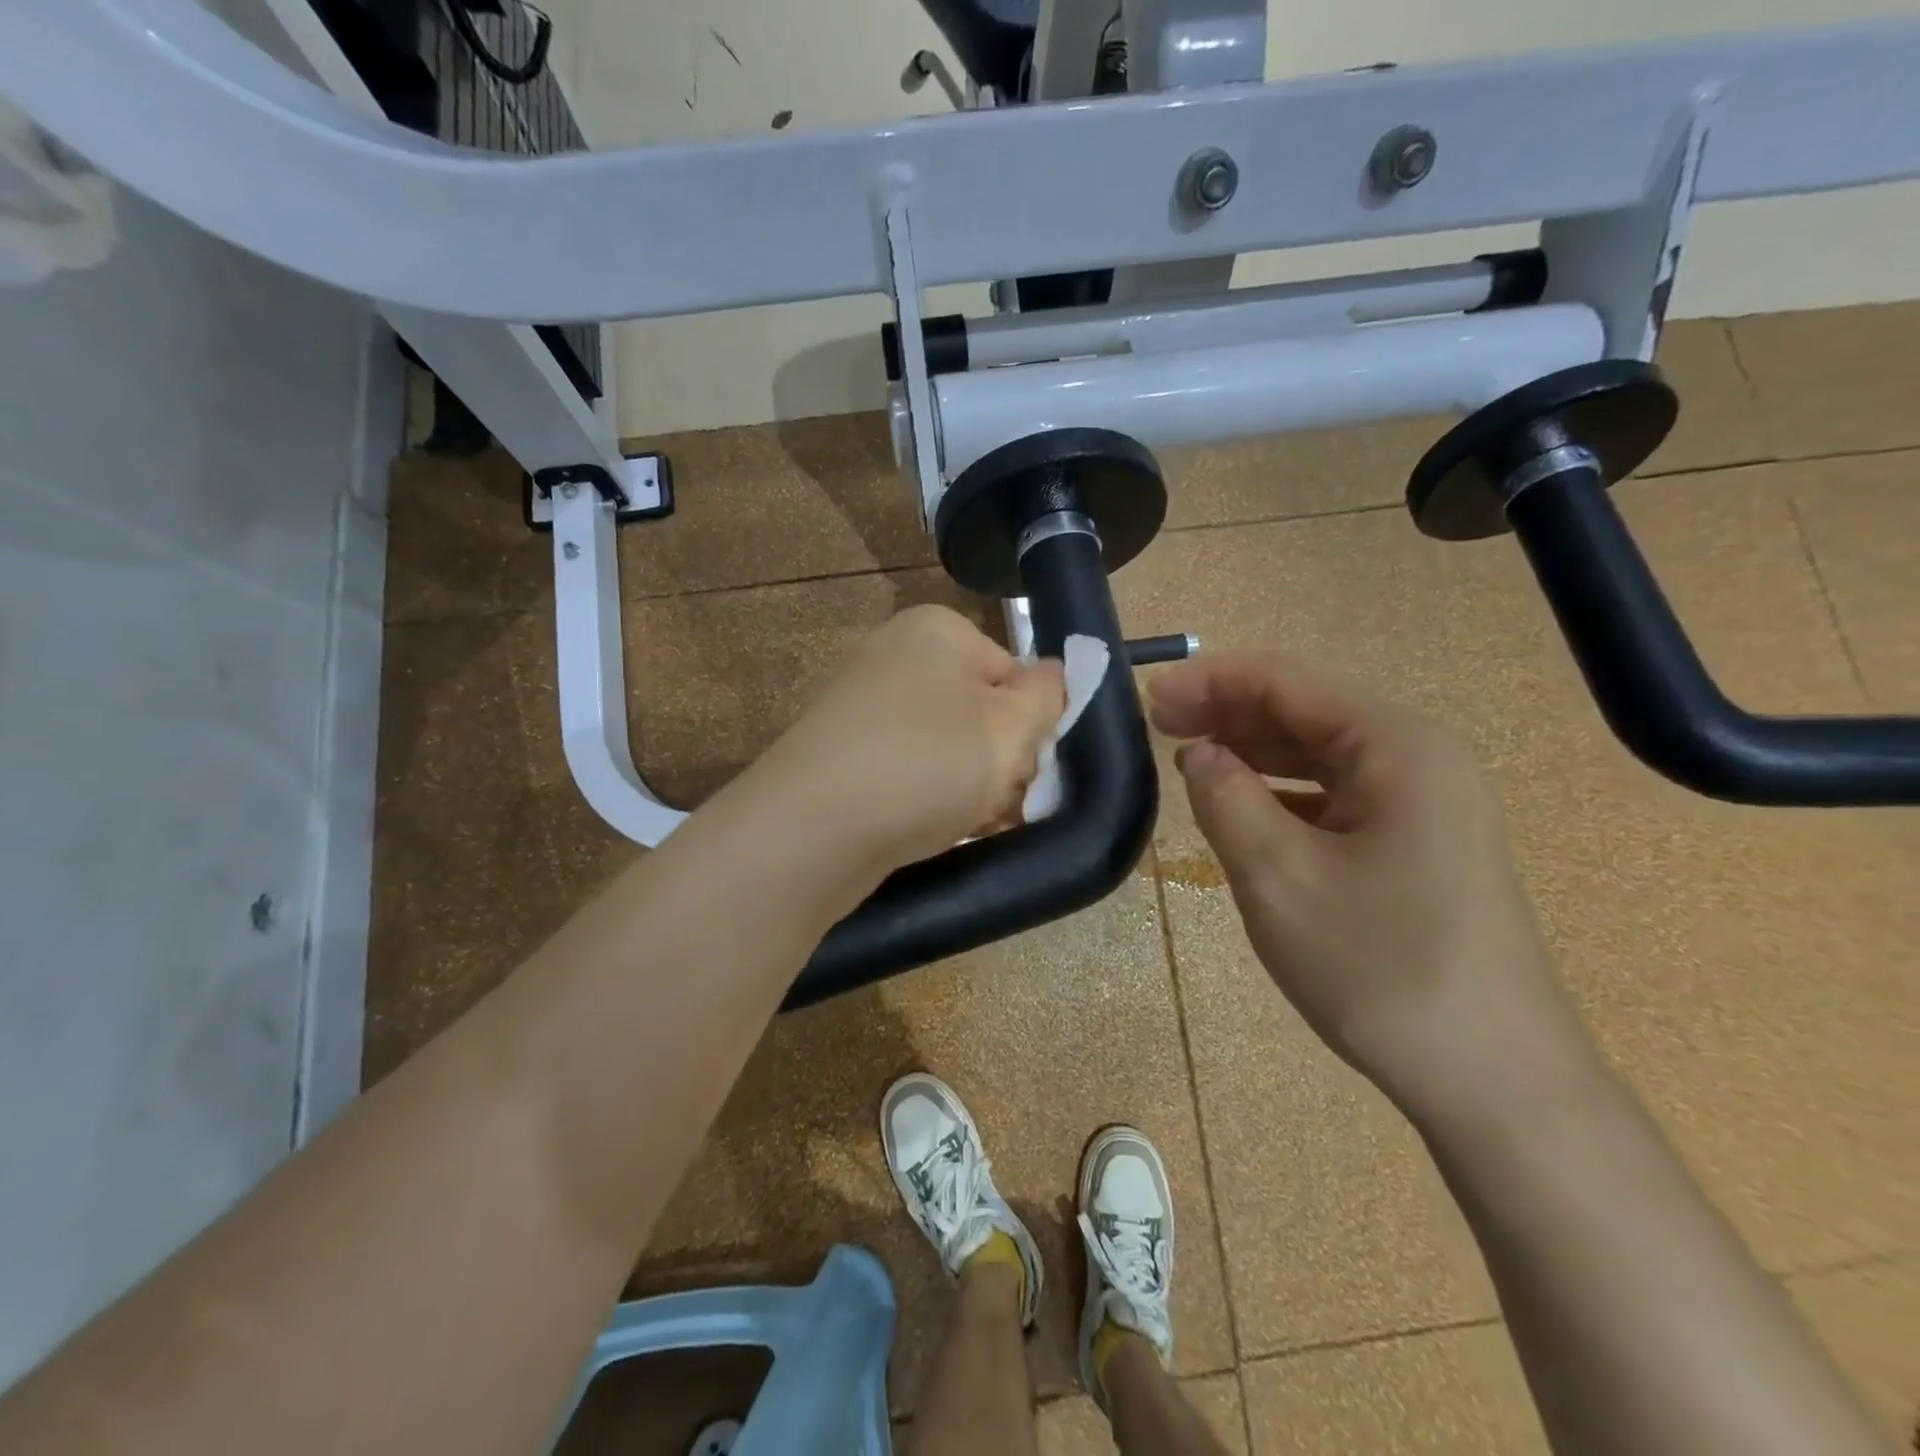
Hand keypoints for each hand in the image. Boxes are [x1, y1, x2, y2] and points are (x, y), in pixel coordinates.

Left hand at [755, 605, 1066, 874]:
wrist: (811, 831)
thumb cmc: (926, 764)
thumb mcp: (1011, 728)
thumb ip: (1048, 696)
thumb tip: (1054, 675)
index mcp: (937, 631)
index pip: (1015, 673)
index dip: (1033, 725)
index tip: (1032, 770)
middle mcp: (895, 656)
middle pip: (980, 710)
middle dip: (1001, 759)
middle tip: (1003, 801)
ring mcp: (862, 707)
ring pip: (946, 746)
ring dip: (971, 785)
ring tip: (971, 821)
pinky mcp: (843, 755)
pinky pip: (908, 769)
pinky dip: (928, 797)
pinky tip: (936, 829)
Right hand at [1149, 654, 1582, 1112]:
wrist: (1493, 1081)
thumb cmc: (1380, 967)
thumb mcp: (1278, 876)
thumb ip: (1225, 798)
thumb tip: (1198, 753)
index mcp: (1395, 746)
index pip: (1286, 683)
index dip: (1211, 680)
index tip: (1148, 695)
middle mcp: (1417, 759)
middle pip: (1304, 712)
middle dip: (1227, 712)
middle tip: (1157, 723)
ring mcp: (1424, 804)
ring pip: (1318, 755)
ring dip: (1251, 750)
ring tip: (1186, 756)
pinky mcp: (1417, 844)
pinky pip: (1334, 796)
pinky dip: (1280, 791)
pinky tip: (1242, 804)